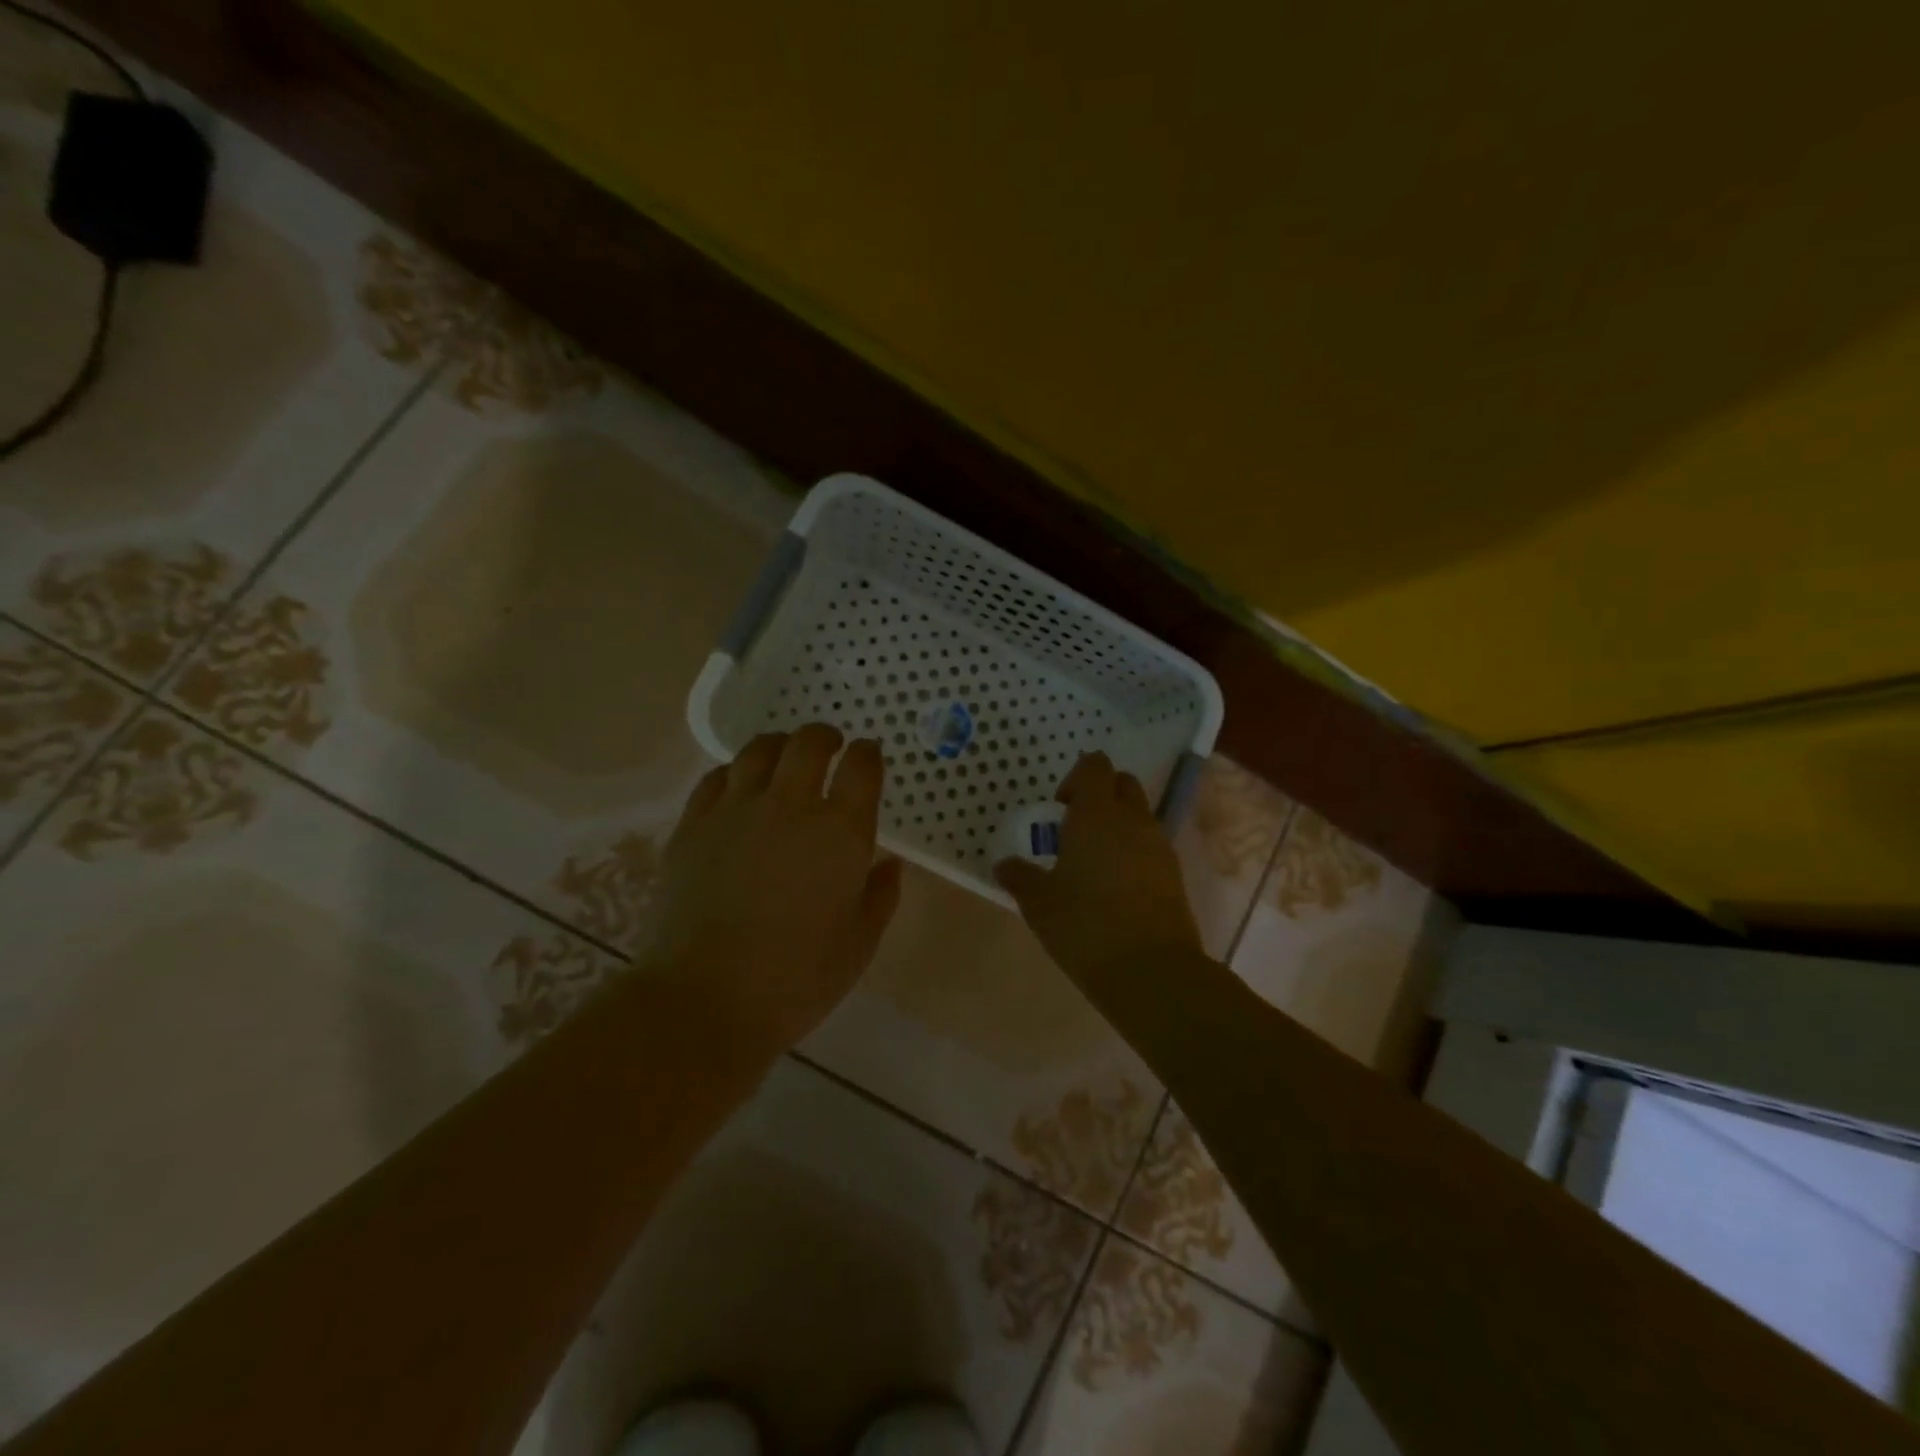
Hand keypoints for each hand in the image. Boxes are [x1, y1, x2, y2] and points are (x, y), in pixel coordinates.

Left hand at [648, 725, 902, 1055]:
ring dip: (779, 746)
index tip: (869, 756)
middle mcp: (791, 805)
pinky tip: (737, 787)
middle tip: (829, 747)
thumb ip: (880, 895)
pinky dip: (733, 773)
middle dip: (825, 737)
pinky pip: (715, 778)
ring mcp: (736, 810)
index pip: (862, 766)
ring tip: (783, 757)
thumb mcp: (860, 943)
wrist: (706, 1000)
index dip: (868, 754)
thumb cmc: (798, 979)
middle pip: (809, 743)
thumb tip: (889, 865)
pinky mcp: (693, 825)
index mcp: (841, 831)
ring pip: (758, 750)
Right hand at [993, 751, 1204, 984]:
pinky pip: (1151, 845)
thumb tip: (1004, 865)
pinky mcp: (1173, 873)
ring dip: (1118, 824)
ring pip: (1140, 815)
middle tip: (1075, 828)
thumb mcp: (1040, 904)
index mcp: (1096, 815)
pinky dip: (1133, 851)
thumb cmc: (1085, 926)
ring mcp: (1158, 845)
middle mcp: (1132, 820)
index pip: (1095, 766)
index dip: (1077, 777)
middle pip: (1123, 784)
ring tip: (1093, 861)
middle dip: (1101, 794)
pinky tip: (1114, 885)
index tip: (1060, 807)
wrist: (1151, 970)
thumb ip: (1020, 878)